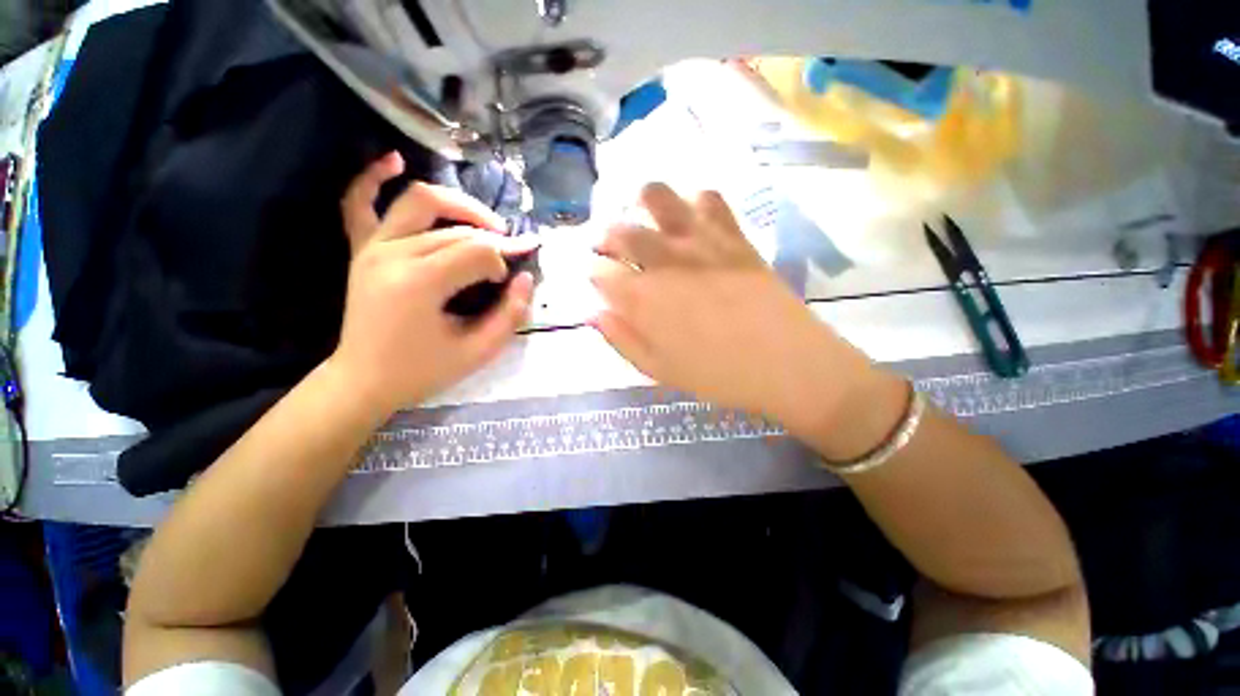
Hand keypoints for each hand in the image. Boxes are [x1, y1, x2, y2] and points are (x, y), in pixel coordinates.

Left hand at [330, 152, 535, 417]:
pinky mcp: (361, 249)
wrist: (365, 380)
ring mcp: (372, 247)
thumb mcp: (478, 352)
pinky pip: (359, 202)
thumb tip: (525, 279)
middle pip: (457, 228)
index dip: (503, 261)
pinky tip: (394, 160)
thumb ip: (510, 314)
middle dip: (493, 238)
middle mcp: (393, 254)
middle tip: (512, 251)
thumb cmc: (423, 370)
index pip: (477, 252)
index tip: (508, 281)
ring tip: (485, 222)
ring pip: (420, 202)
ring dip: (459, 204)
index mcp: (421, 283)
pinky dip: (374, 177)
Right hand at [591, 183, 875, 434]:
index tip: (598, 279)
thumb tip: (593, 313)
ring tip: (645, 215)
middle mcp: (663, 262)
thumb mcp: (659, 370)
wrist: (786, 364)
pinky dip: (696, 202)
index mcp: (642, 299)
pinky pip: (710, 199)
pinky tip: (694, 218)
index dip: (595, 274)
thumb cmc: (718, 375)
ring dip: (643, 203)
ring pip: (658, 198)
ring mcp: (699, 242)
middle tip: (611, 247)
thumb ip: (621, 339)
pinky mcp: (732, 236)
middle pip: (621, 231)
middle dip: (607, 236)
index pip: (601, 273)